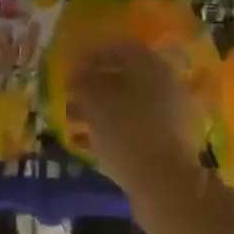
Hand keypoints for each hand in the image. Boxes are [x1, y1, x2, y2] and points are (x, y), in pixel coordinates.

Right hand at [69, 42, 206, 224]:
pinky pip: (130, 129)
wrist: (165, 185)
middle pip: (123, 77)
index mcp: (152, 67)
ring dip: (95, 109)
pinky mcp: (162, 144)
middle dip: (92, 84)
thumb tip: (75, 75)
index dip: (93, 54)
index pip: (120, 48)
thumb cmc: (128, 131)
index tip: (70, 66)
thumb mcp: (97, 101)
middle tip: (67, 93)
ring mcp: (166, 117)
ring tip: (68, 118)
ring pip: (125, 105)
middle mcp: (163, 86)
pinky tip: (81, 141)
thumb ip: (83, 82)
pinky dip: (106, 131)